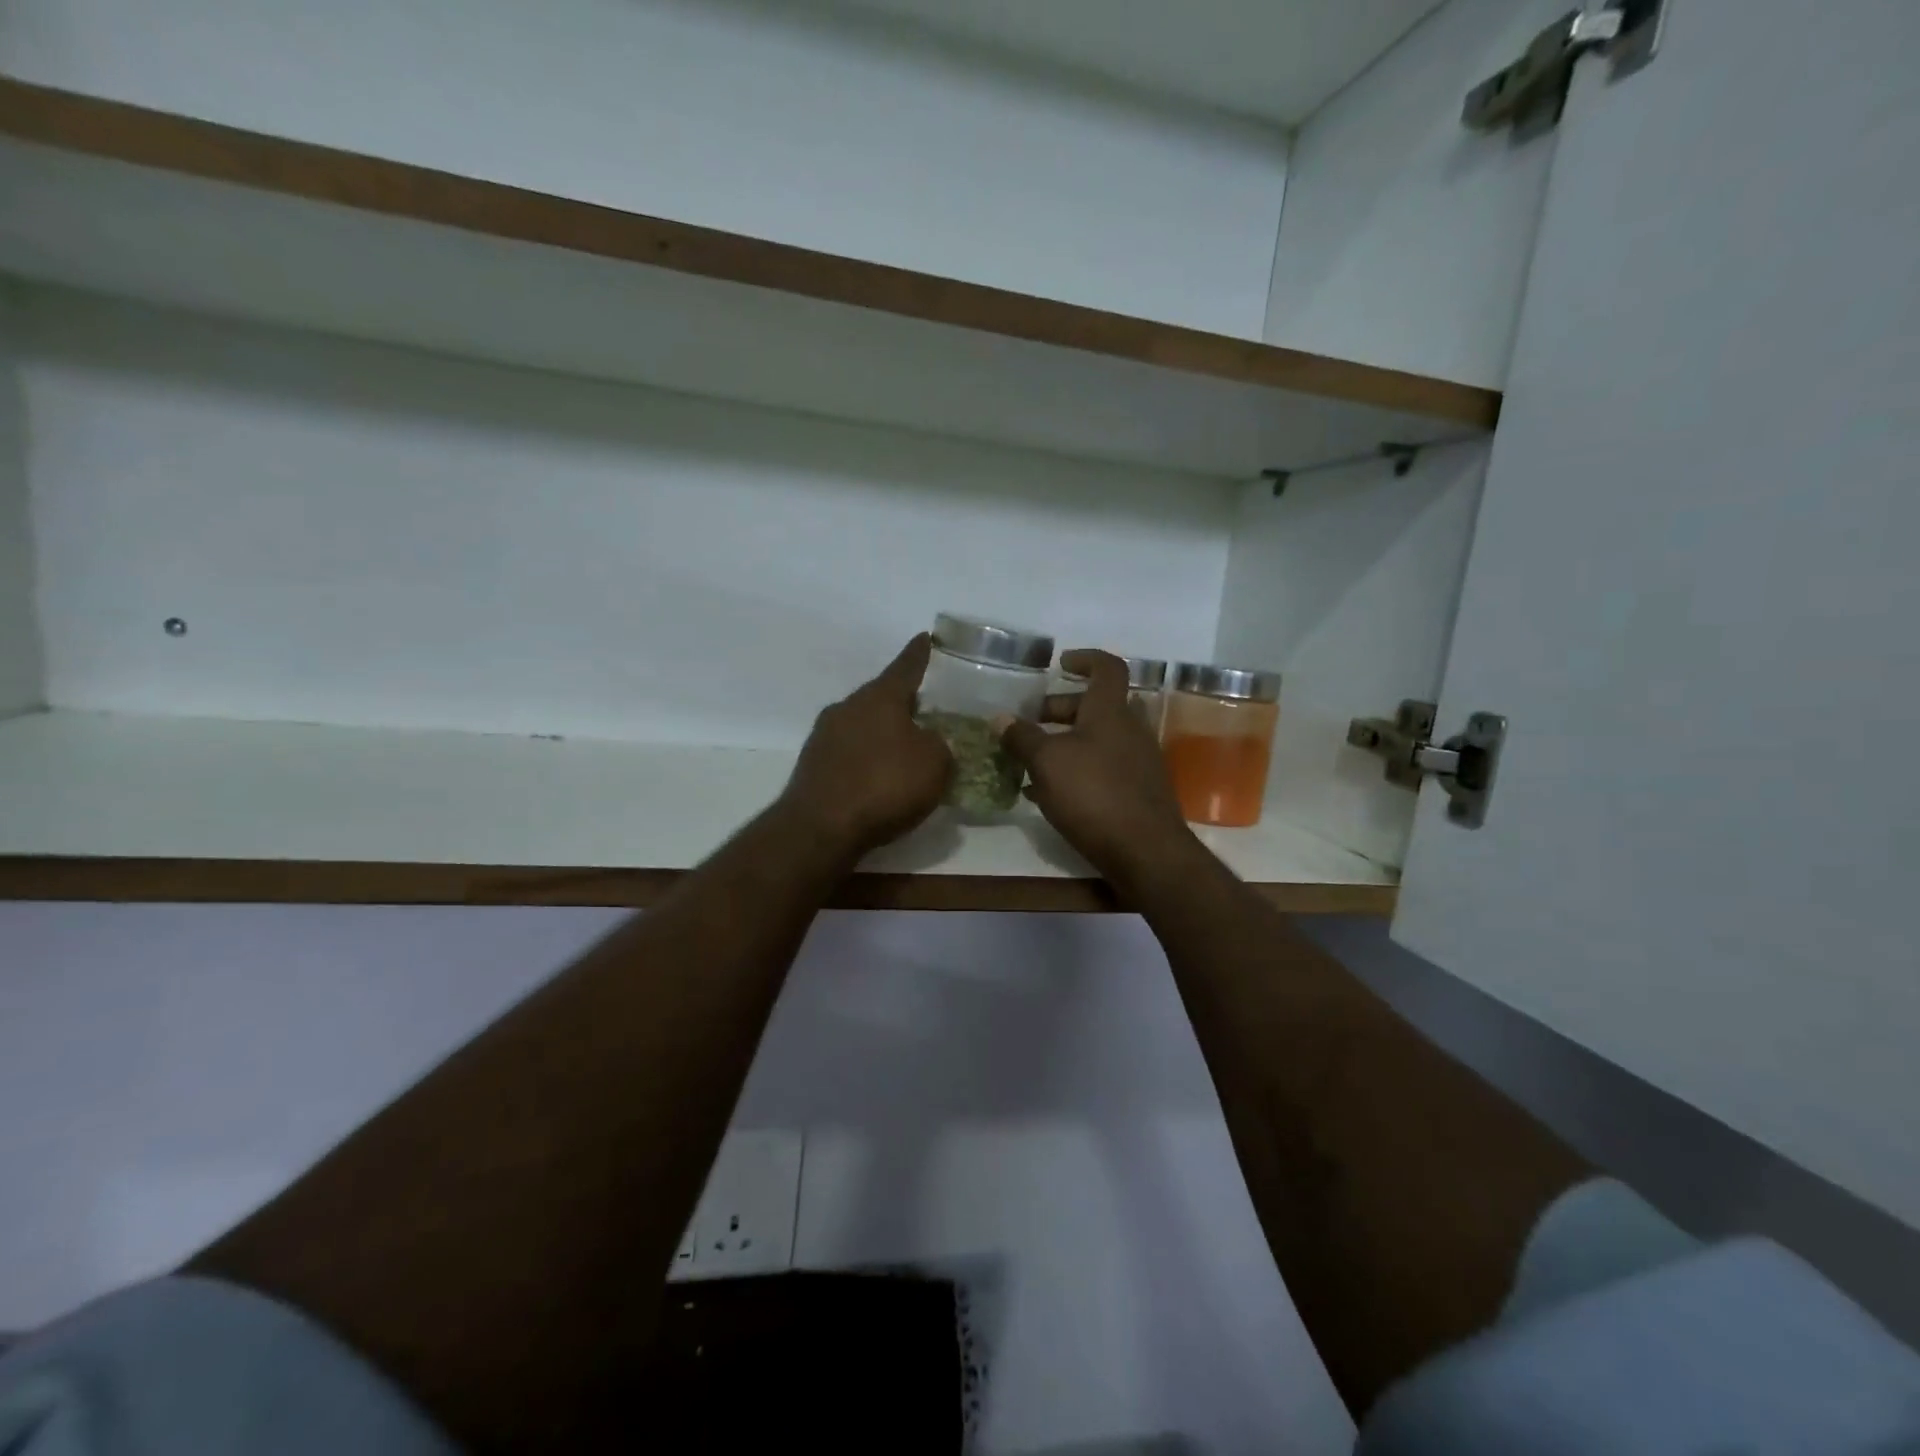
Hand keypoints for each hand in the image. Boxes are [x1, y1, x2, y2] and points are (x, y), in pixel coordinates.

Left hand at [781, 634, 952, 857]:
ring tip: (904, 746)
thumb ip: (940, 745)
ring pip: (863, 723)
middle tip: (926, 707)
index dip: (920, 653)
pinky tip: (878, 776)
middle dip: (903, 701)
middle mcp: (848, 707)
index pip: (906, 666)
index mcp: (880, 697)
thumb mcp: (935, 764)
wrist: (820, 828)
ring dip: (882, 731)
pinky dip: (866, 757)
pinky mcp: (813, 764)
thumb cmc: (884, 786)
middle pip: (881, 696)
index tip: (926, 637)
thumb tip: (931, 742)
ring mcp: (824, 735)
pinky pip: (849, 751)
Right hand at [995, 650, 1196, 885]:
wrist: (1145, 851)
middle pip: (1097, 705)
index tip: (1060, 664)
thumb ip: (1022, 738)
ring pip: (1099, 739)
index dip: (1085, 659)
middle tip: (1032, 722)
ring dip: (1067, 742)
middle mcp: (1130, 729)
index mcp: (1111, 711)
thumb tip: (1000, 718)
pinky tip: (1051, 793)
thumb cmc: (1094, 793)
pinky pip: (1104, 767)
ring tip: (1033, 761)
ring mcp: (1139, 761)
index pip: (1107, 667)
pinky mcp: (1139, 791)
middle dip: (1062, 709)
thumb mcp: (1047, 762)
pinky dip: (1079, 769)